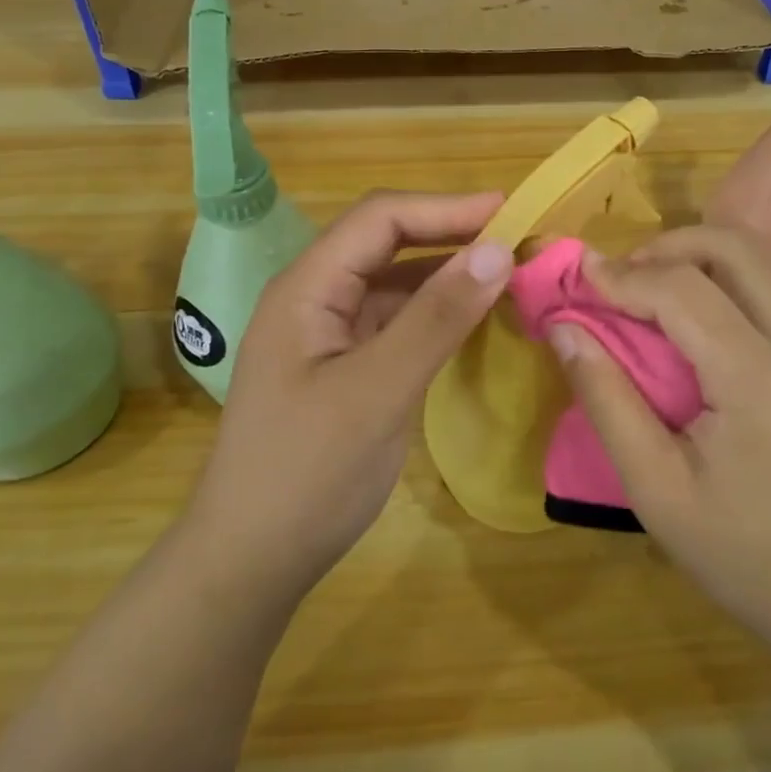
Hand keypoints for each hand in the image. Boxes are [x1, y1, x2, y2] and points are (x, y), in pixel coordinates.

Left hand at [187, 190, 514, 605]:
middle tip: (517, 238)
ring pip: (398, 280)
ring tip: (508, 270)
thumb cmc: (306, 473)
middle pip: (388, 242)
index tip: (509, 213)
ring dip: (450, 271)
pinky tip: (477, 316)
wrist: (253, 563)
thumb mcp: (377, 391)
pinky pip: (401, 318)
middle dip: (451, 233)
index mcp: (308, 287)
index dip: (445, 208)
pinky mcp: (350, 363)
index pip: (381, 219)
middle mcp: (318, 296)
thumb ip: (436, 318)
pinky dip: (440, 310)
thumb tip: (497, 249)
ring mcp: (332, 331)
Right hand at [547, 226, 770, 665]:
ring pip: (753, 263)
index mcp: (757, 379)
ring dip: (693, 260)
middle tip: (620, 278)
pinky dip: (716, 283)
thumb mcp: (656, 489)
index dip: (624, 277)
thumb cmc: (743, 554)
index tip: (578, 276)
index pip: (683, 291)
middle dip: (667, 246)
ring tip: (644, 292)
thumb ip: (607, 400)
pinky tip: (684, 323)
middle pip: (733, 249)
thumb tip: (565, 329)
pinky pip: (763, 290)